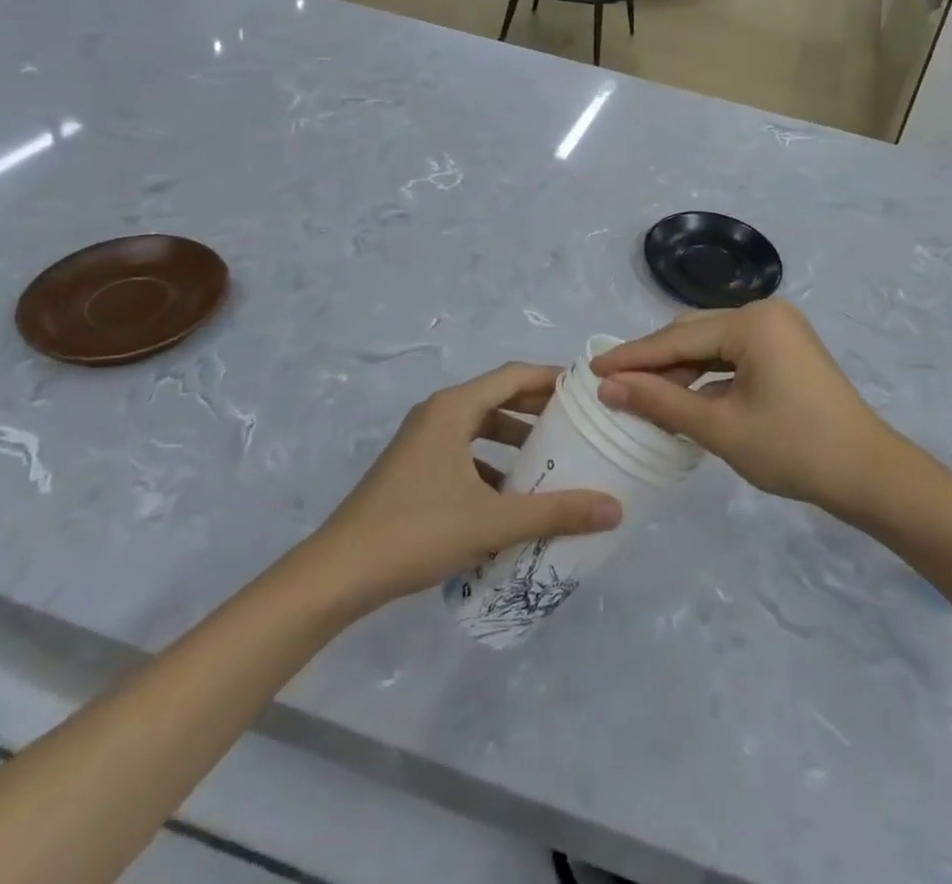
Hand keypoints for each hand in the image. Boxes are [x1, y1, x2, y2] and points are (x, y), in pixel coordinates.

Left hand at [317, 364, 621, 608]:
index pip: (514, 375)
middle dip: (539, 410)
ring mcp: (422, 442)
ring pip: (481, 427)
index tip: (587, 391)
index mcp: (454, 408)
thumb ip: (555, 512)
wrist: (336, 575)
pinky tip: (511, 497)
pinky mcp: (414, 469)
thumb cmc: (416, 532)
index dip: (553, 379)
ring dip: (516, 439)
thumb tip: (614, 508)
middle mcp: (438, 414)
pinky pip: (464, 452)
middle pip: (498, 398)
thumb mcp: (492, 522)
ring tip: (553, 460)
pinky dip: (492, 464)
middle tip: (579, 425)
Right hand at [591, 300, 902, 517]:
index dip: (633, 357)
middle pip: (694, 334)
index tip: (592, 370)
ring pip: (713, 344)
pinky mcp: (786, 349)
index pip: (678, 338)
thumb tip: (608, 388)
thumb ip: (661, 402)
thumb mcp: (720, 427)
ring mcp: (779, 329)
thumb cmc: (793, 448)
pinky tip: (685, 398)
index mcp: (752, 321)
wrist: (867, 473)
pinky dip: (708, 375)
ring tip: (644, 398)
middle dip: (656, 362)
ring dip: (680, 370)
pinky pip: (734, 354)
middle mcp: (765, 312)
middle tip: (614, 387)